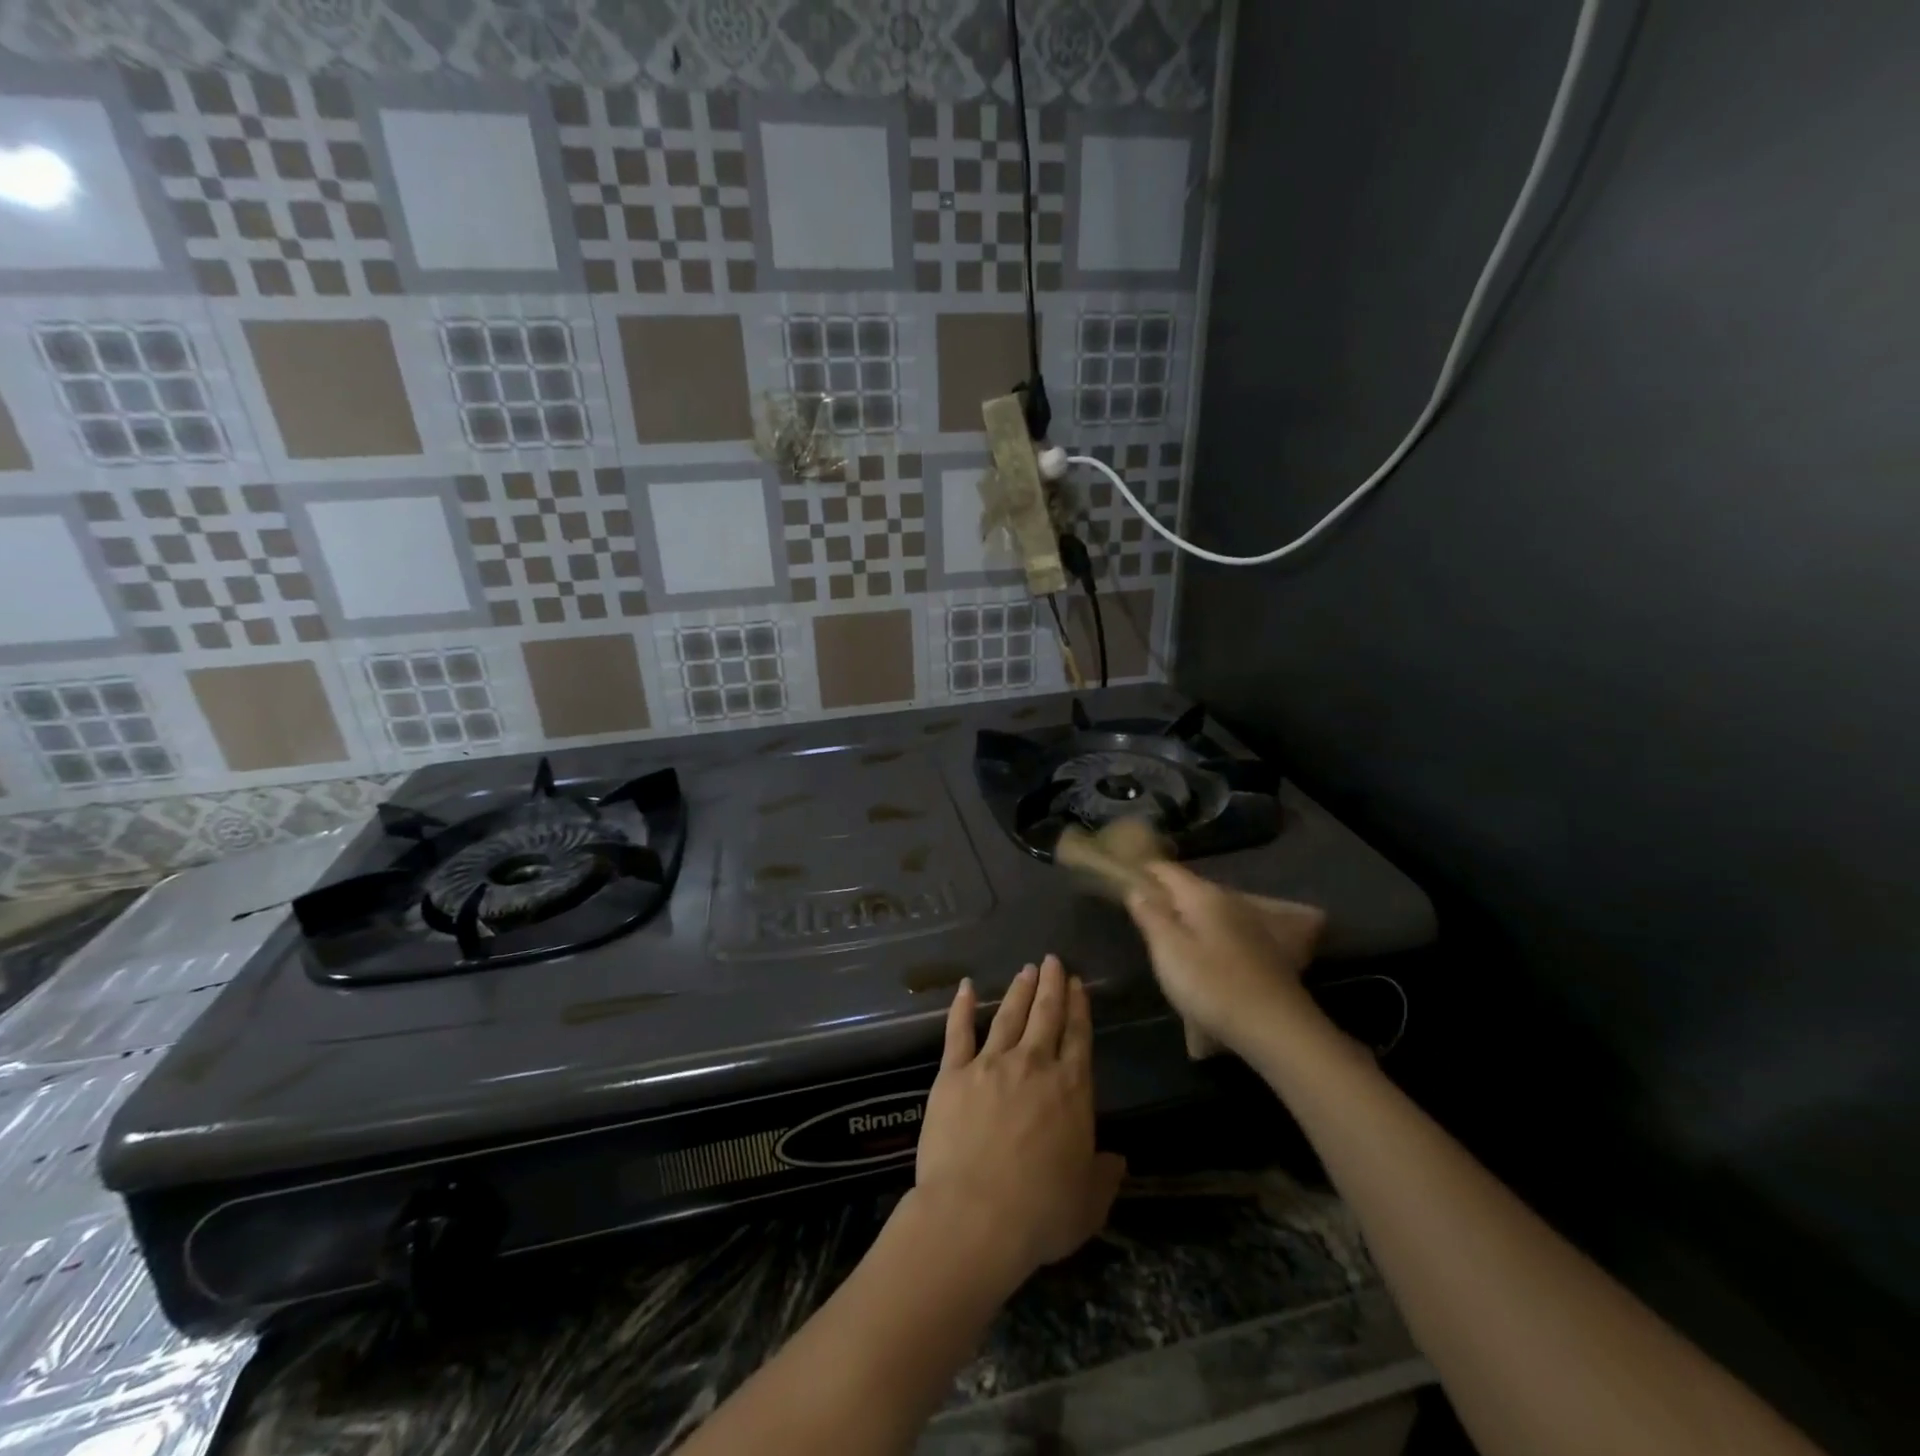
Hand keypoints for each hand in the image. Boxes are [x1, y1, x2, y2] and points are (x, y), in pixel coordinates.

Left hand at [910, 956, 1126, 1290]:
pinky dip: (961, 1006)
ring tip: (1026, 969)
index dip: (1079, 1008)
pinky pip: (957, 1032)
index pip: (1078, 1037)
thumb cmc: (1039, 1214)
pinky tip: (965, 986)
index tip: (1078, 984)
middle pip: (1046, 1015)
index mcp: (1071, 1090)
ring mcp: (990, 1064)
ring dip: (1019, 990)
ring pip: (1008, 1016)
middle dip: (1052, 985)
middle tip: (1053, 960)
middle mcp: (1033, 1065)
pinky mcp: (953, 1073)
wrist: (974, 1216)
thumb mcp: (1088, 1204)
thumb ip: (1104, 1176)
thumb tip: (1117, 1159)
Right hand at [1125, 863, 1328, 1056]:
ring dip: (1188, 916)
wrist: (1275, 1026)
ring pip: (1210, 910)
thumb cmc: (1212, 984)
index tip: (1123, 880)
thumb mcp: (1169, 950)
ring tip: (1168, 934)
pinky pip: (1225, 930)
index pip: (1167, 870)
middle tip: (1141, 911)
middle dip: (1166, 895)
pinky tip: (1203, 954)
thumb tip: (1137, 889)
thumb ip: (1150, 916)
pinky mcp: (1264, 950)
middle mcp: (1230, 901)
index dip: (1144, 871)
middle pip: (1190, 888)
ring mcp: (1251, 925)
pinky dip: (1208, 934)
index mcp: (1203, 896)